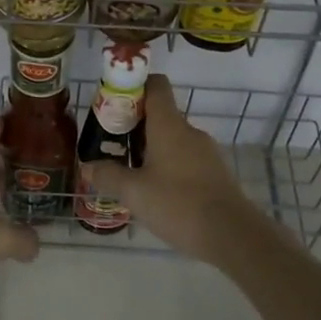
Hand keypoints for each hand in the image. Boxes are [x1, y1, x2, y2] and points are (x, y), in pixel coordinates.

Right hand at [83, 76, 275, 266]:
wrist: (232, 235)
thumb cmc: (178, 204)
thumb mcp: (134, 192)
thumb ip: (108, 176)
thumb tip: (88, 166)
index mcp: (169, 125)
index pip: (156, 85)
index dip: (135, 86)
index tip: (114, 103)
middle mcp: (189, 131)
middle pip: (160, 114)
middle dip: (135, 125)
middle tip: (112, 146)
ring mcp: (206, 152)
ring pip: (173, 139)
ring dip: (151, 149)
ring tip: (130, 173)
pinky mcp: (215, 172)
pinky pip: (186, 159)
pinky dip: (169, 166)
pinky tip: (157, 192)